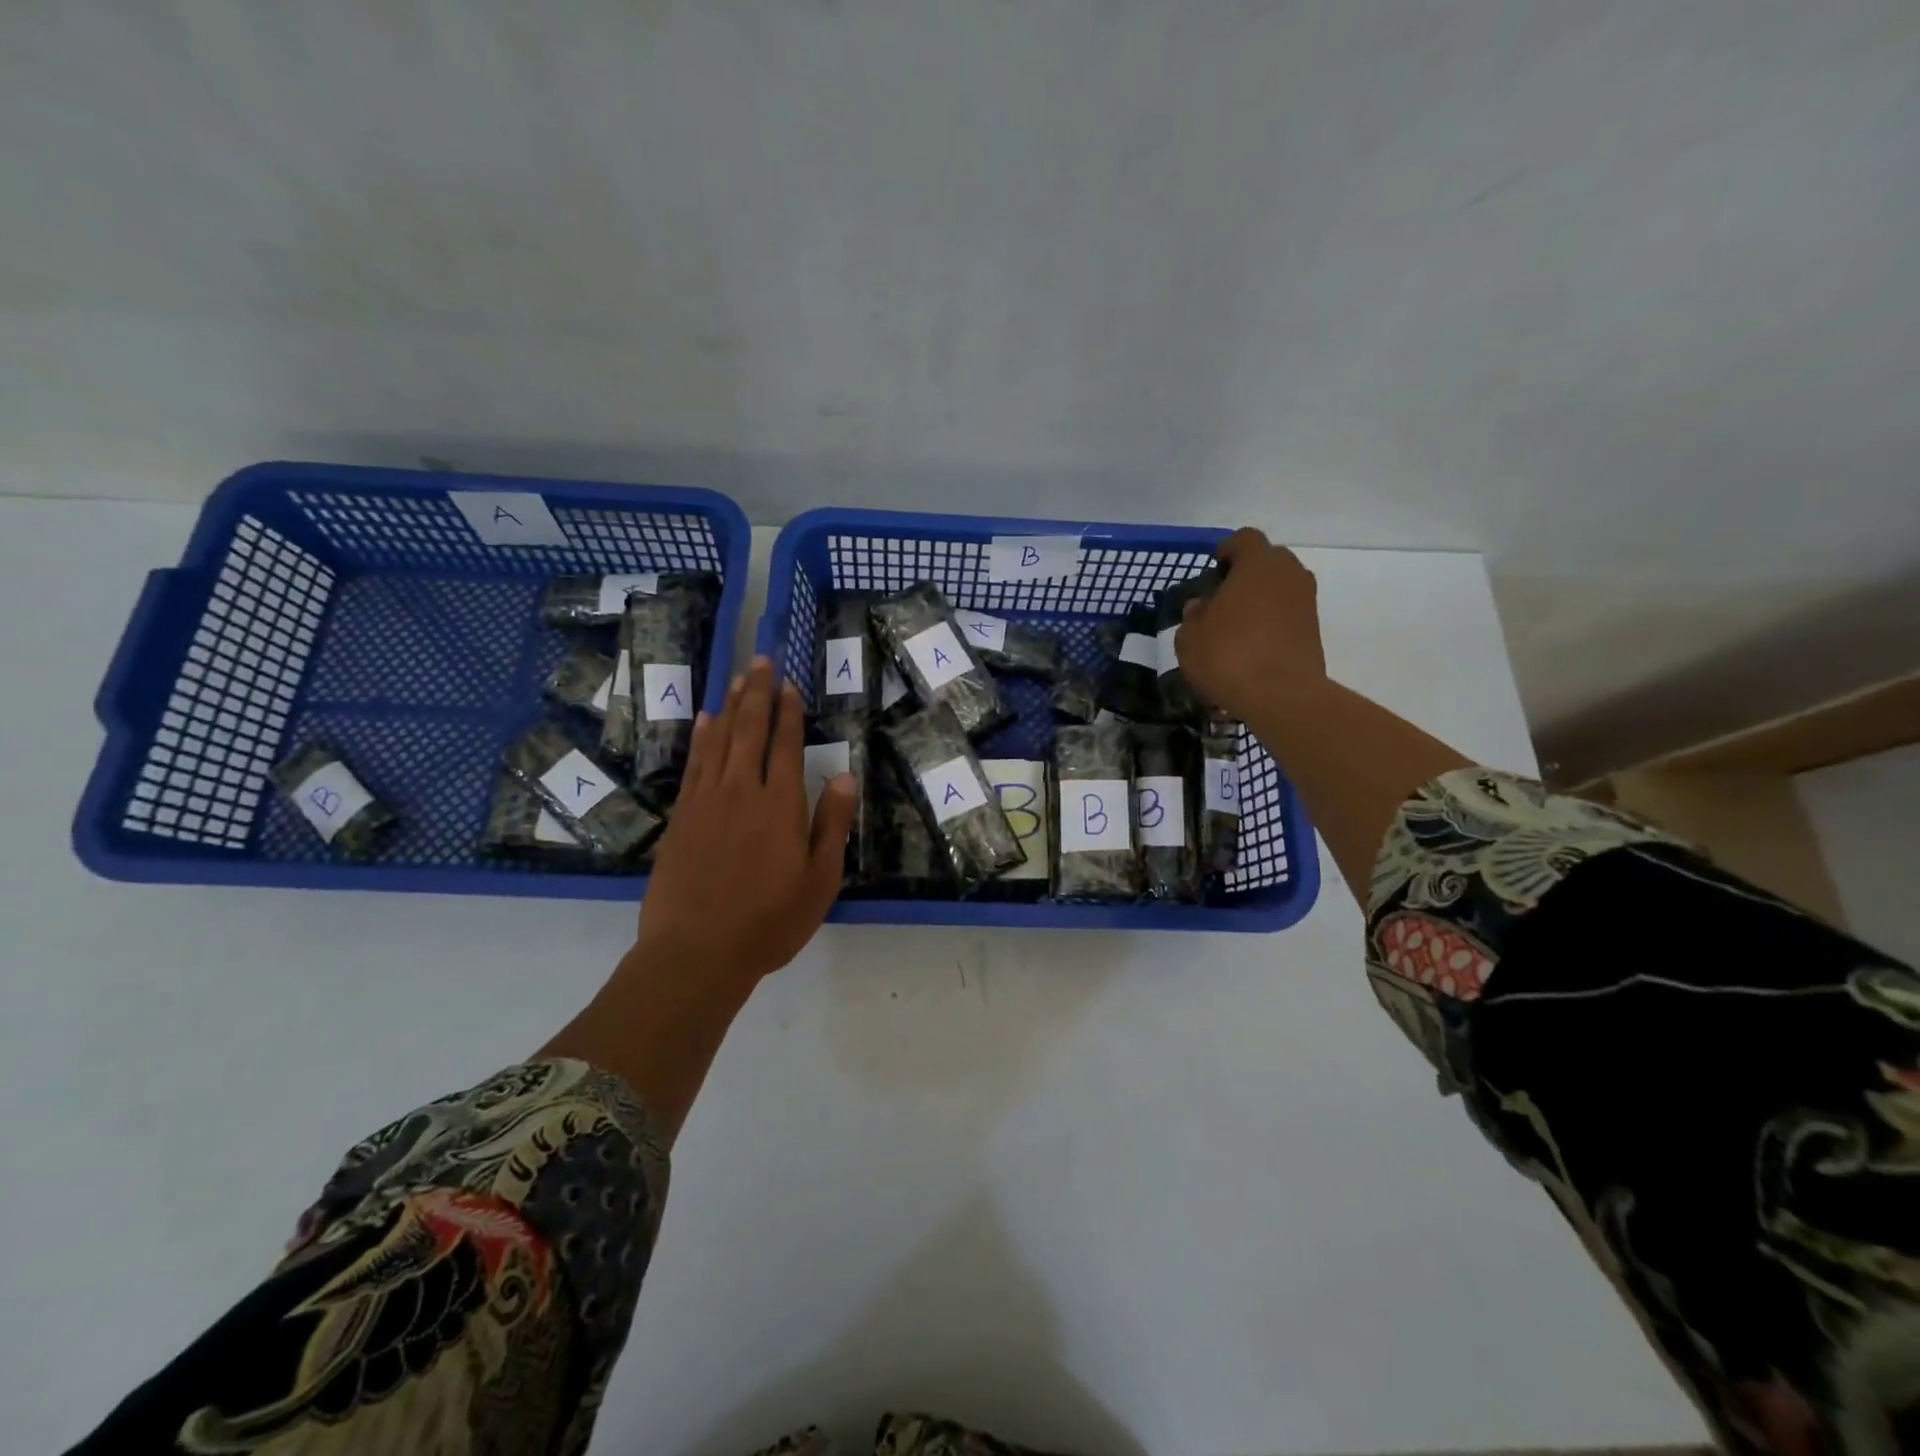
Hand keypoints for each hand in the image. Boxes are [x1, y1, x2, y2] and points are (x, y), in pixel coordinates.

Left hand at [637, 657, 855, 987]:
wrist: (696, 952)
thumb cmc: (769, 921)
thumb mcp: (819, 881)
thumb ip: (832, 825)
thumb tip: (844, 775)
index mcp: (780, 805)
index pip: (785, 745)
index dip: (788, 712)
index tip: (790, 684)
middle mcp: (741, 791)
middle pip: (749, 730)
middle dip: (757, 693)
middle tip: (761, 660)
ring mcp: (705, 802)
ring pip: (718, 740)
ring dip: (730, 706)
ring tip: (738, 678)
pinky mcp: (681, 817)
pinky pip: (693, 764)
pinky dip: (700, 738)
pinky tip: (704, 721)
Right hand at [1174, 528, 1326, 722]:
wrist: (1282, 696)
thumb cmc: (1228, 656)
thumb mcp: (1189, 638)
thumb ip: (1193, 616)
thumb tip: (1201, 607)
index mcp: (1257, 564)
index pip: (1244, 539)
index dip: (1227, 550)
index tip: (1214, 569)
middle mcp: (1288, 574)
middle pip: (1268, 561)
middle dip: (1247, 574)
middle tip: (1223, 598)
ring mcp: (1307, 602)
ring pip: (1281, 588)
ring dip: (1261, 599)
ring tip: (1237, 626)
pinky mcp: (1315, 629)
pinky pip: (1289, 614)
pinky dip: (1273, 622)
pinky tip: (1253, 646)